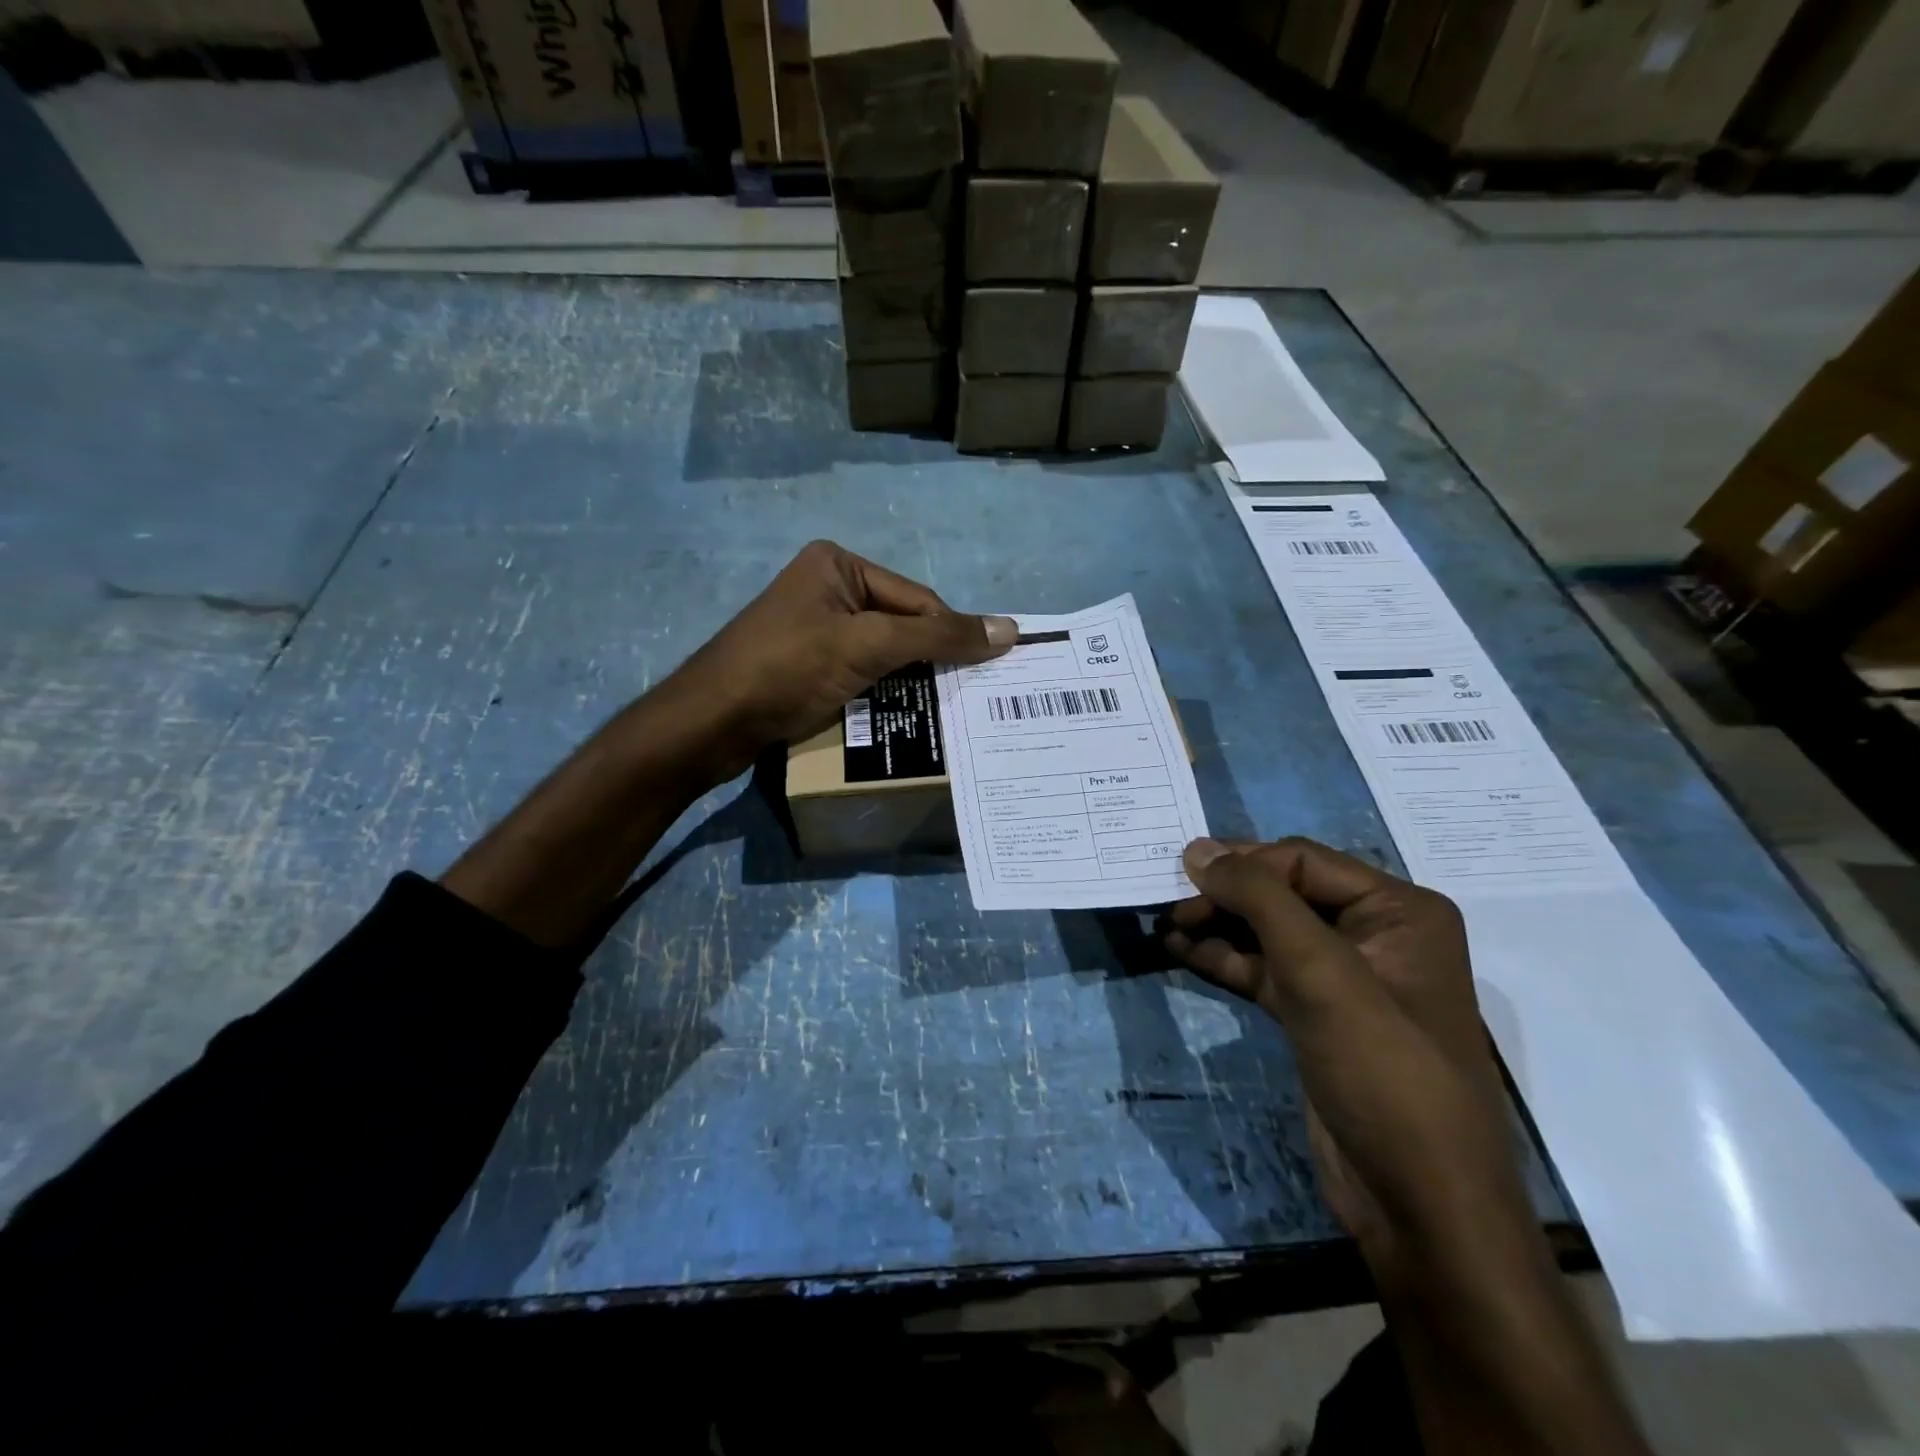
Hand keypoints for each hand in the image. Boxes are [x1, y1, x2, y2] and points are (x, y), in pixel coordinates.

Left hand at [666, 541, 1016, 775]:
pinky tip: (897, 715)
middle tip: (964, 696)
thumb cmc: (789, 669)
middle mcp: (828, 589)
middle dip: (928, 661)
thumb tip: (1010, 629)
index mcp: (840, 565)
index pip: (917, 598)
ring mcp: (814, 629)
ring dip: (907, 681)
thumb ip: (938, 637)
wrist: (711, 722)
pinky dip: (881, 693)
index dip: (950, 635)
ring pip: (882, 654)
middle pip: (901, 625)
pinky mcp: (805, 666)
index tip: (986, 671)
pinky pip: (859, 673)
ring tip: (938, 712)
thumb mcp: (868, 646)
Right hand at [1162, 838, 1530, 1293]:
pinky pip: (1263, 970)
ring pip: (1267, 932)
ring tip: (1163, 926)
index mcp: (1397, 910)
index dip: (1241, 863)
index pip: (1302, 861)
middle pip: (1282, 893)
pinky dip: (1224, 959)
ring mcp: (1344, 978)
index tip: (1179, 875)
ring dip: (1217, 927)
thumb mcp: (1320, 971)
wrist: (1418, 1204)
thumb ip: (1259, 899)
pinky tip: (1181, 953)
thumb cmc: (1381, 1070)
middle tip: (1168, 906)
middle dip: (1225, 897)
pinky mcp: (1316, 1016)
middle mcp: (1375, 934)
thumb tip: (1197, 848)